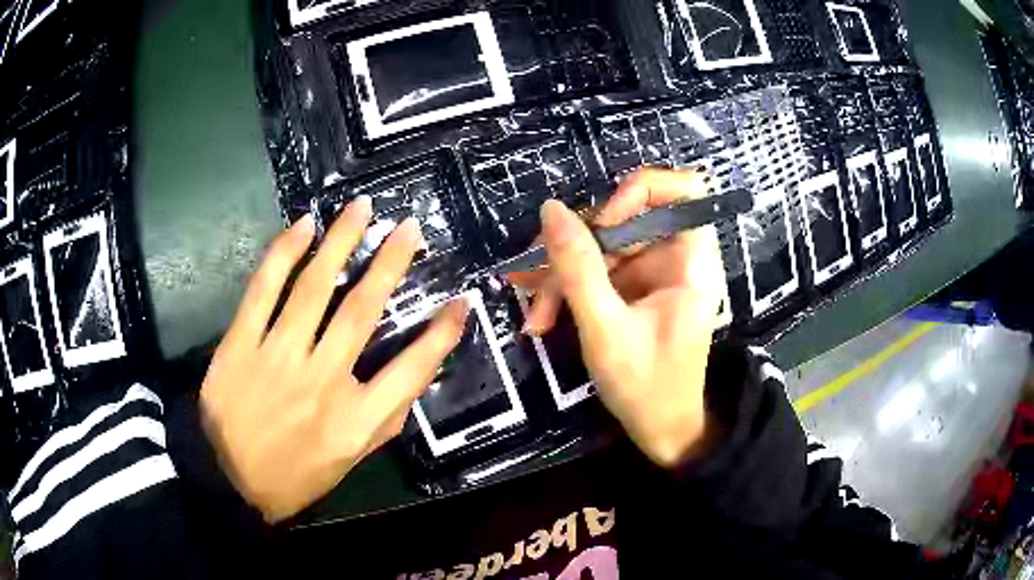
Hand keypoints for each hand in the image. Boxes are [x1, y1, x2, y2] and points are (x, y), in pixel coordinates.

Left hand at [199, 197, 468, 522]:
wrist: (226, 480)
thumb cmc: (293, 478)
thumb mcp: (349, 463)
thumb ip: (382, 422)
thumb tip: (411, 379)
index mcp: (355, 420)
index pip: (411, 370)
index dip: (441, 334)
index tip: (460, 302)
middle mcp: (323, 381)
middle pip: (362, 312)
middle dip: (390, 264)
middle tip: (409, 227)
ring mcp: (278, 357)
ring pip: (315, 288)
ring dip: (341, 242)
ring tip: (362, 208)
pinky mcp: (241, 344)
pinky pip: (264, 289)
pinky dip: (284, 253)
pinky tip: (303, 226)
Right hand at [510, 168, 726, 467]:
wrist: (662, 433)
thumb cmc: (647, 388)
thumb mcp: (605, 328)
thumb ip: (578, 267)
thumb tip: (551, 209)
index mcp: (692, 261)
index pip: (683, 189)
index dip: (639, 192)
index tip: (603, 223)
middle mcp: (677, 259)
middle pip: (626, 218)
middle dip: (579, 247)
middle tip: (538, 281)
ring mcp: (654, 275)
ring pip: (604, 246)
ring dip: (564, 275)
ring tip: (535, 313)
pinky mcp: (636, 291)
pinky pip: (600, 271)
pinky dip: (570, 290)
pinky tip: (542, 315)